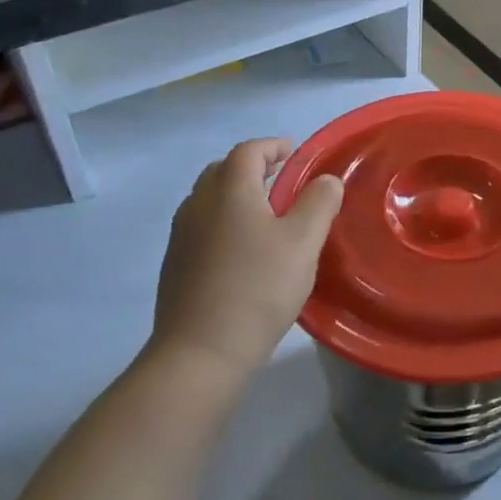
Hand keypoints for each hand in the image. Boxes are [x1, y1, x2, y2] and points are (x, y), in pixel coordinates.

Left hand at [150, 138, 343, 387]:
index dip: (273, 146)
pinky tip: (244, 251)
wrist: (201, 352)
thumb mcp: (304, 242)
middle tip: (282, 181)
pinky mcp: (175, 265)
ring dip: (236, 196)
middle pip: (223, 170)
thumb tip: (325, 180)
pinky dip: (223, 222)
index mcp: (229, 191)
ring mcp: (181, 236)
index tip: (296, 154)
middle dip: (253, 168)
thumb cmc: (259, 288)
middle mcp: (198, 205)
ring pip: (209, 199)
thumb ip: (319, 203)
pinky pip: (201, 226)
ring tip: (267, 215)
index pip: (249, 151)